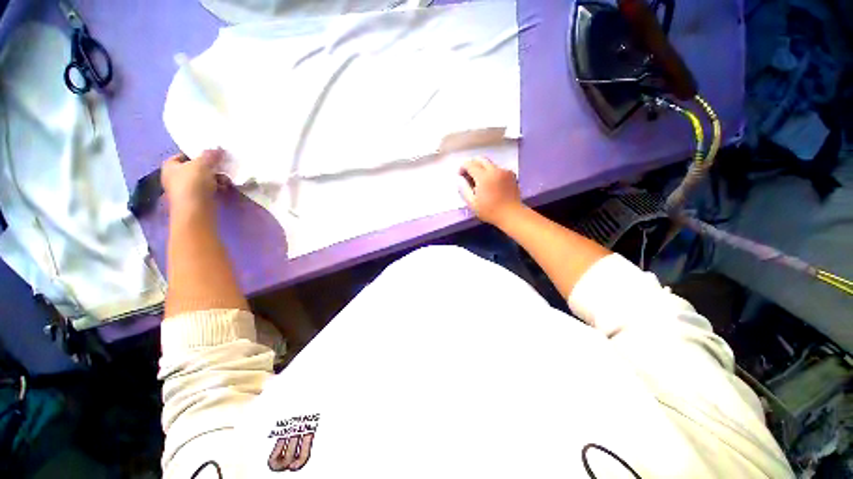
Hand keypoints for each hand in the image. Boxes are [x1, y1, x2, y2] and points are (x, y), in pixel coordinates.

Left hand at [162, 149, 223, 212]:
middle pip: (195, 168)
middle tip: (221, 166)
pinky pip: (209, 189)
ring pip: (204, 179)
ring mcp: (186, 190)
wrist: (195, 210)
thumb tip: (218, 148)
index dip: (196, 154)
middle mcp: (175, 177)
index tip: (210, 155)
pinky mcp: (198, 199)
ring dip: (216, 178)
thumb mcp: (202, 164)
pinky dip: (217, 187)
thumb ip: (210, 155)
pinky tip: (225, 187)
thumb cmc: (193, 183)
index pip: (182, 156)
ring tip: (226, 178)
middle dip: (209, 167)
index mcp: (169, 166)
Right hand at [458, 157, 522, 225]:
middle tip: (469, 175)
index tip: (460, 175)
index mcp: (484, 177)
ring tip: (480, 182)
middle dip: (472, 164)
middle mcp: (495, 170)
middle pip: (481, 159)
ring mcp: (505, 171)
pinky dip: (492, 173)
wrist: (511, 214)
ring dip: (482, 169)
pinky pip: (498, 169)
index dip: (463, 167)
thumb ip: (464, 189)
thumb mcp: (472, 203)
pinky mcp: (511, 174)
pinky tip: (491, 184)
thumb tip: (460, 179)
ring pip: (490, 164)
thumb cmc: (490, 211)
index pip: (470, 164)